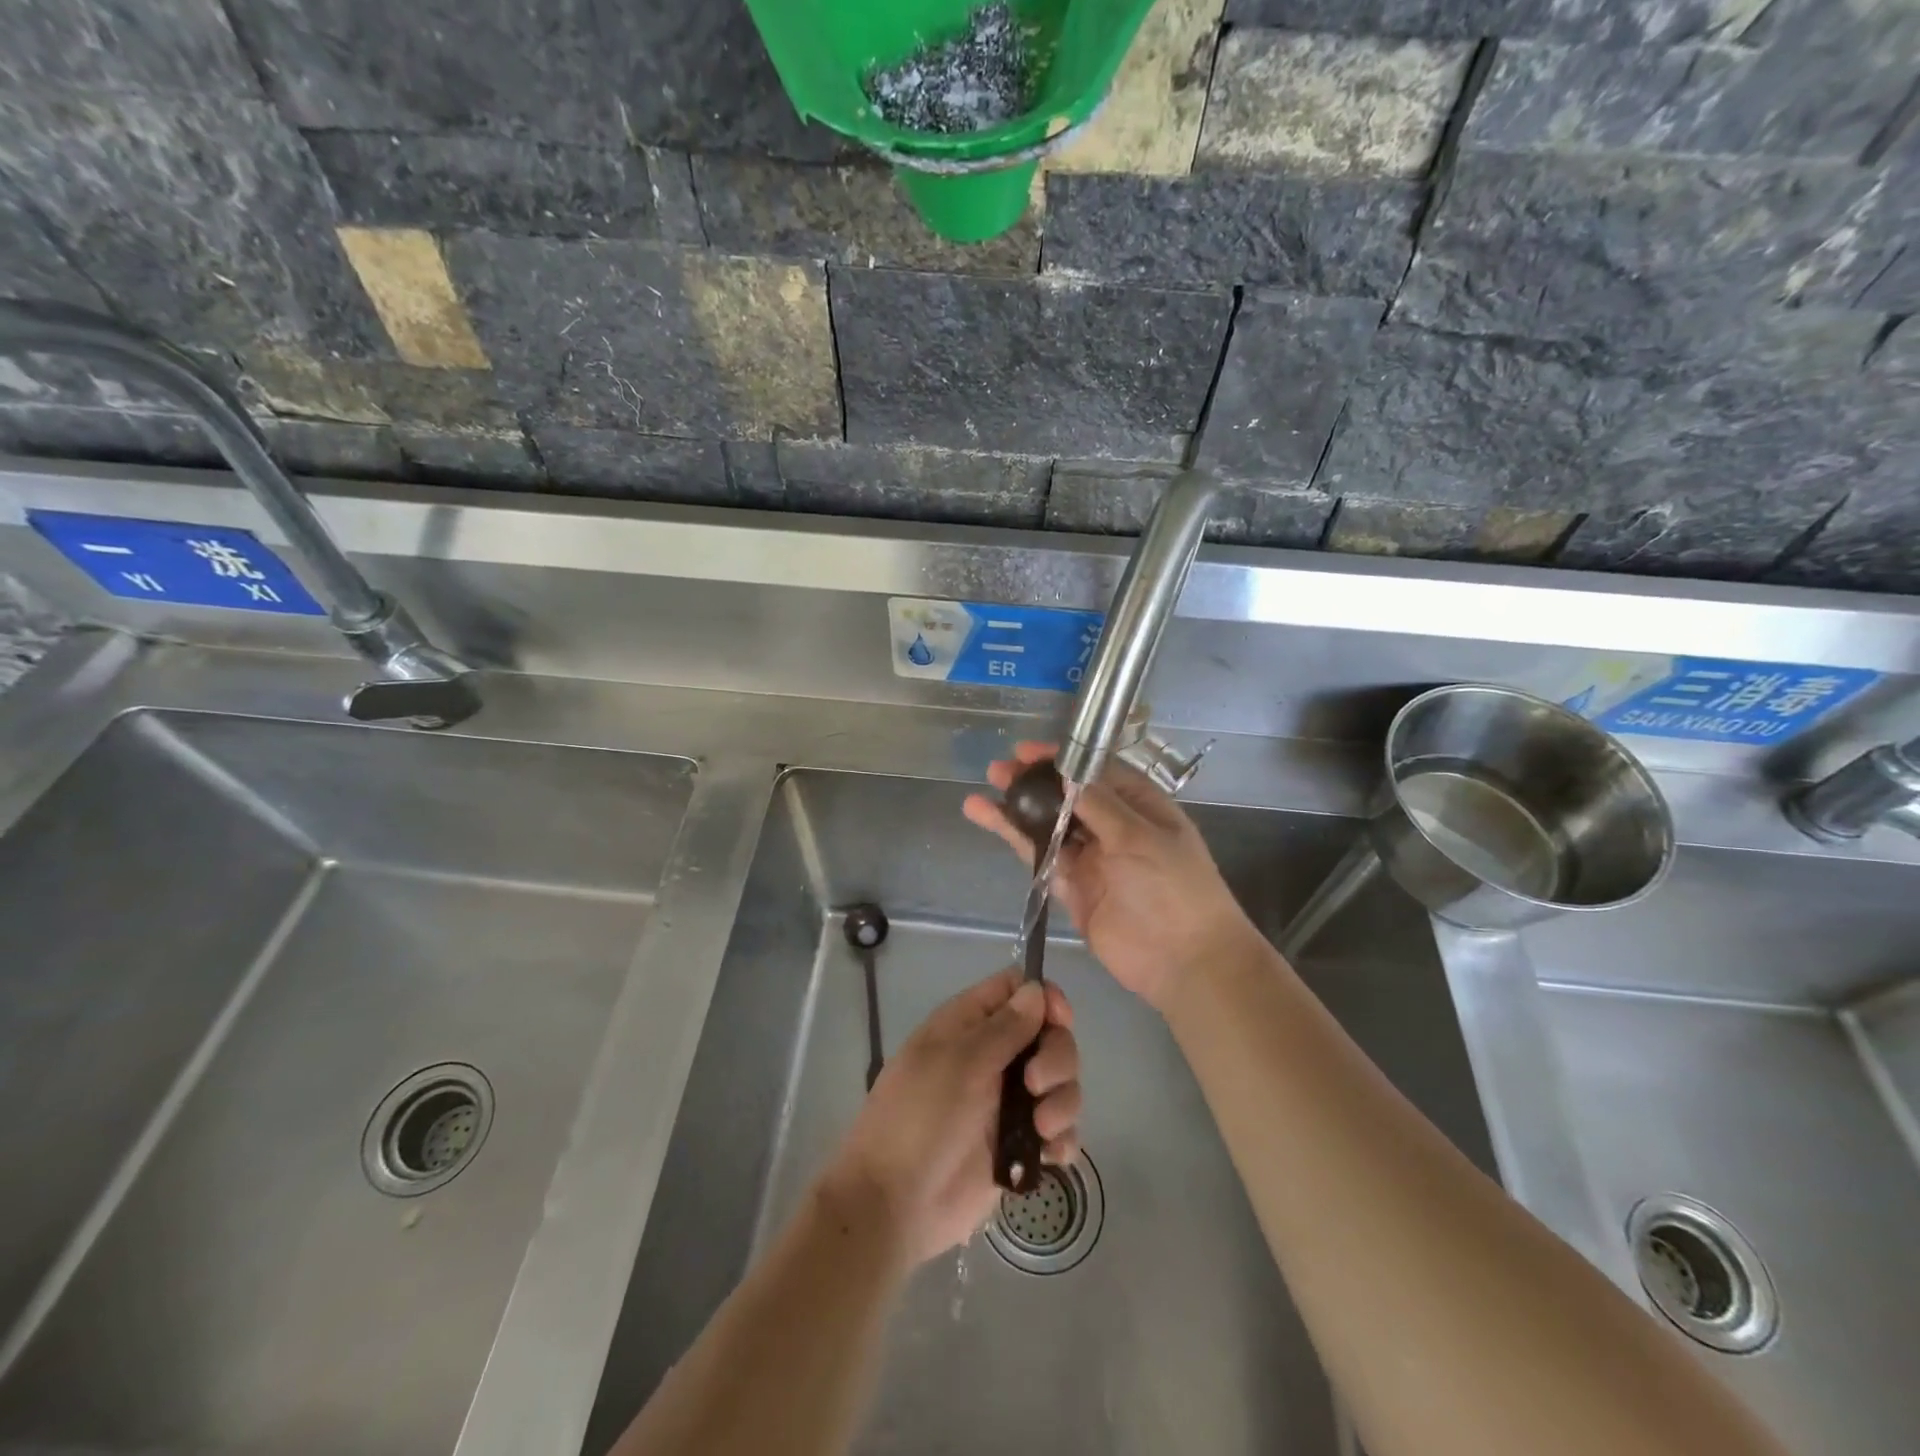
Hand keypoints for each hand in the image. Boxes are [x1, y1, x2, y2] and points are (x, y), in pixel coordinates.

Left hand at [823, 968, 1080, 1267]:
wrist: (894, 1204)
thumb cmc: (920, 1117)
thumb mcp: (961, 1062)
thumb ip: (1005, 1026)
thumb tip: (1037, 989)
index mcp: (969, 1024)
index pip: (1017, 989)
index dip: (1044, 997)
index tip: (1060, 1020)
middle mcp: (993, 1056)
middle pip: (1049, 1035)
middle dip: (1057, 1057)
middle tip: (1035, 1085)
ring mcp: (1007, 1102)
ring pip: (1060, 1083)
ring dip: (1063, 1101)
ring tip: (1041, 1129)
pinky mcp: (1018, 1145)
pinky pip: (1058, 1130)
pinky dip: (1063, 1138)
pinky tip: (1051, 1155)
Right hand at [964, 742, 1263, 1014]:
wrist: (1183, 960)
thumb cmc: (1174, 888)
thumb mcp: (1141, 837)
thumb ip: (1100, 806)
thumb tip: (1066, 775)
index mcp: (1139, 806)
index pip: (1095, 772)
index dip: (1061, 760)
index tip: (1026, 752)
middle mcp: (1113, 826)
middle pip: (1066, 797)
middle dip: (1033, 783)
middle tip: (998, 771)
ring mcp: (1091, 858)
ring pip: (1047, 825)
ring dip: (1016, 809)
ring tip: (980, 795)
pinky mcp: (1072, 886)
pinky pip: (1040, 856)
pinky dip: (1015, 838)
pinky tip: (989, 820)